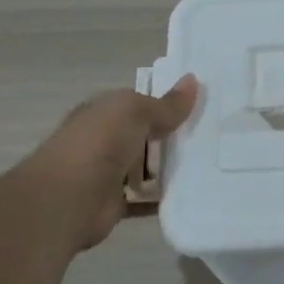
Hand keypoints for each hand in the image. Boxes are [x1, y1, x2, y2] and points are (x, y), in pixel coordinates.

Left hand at [16, 75, 199, 250]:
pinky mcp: (117, 203)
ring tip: (212, 167)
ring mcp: (109, 173)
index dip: (167, 104)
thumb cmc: (99, 144)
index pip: (139, 104)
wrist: (68, 198)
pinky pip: (146, 200)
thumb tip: (193, 80)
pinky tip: (193, 196)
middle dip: (174, 138)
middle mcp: (105, 140)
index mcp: (104, 112)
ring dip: (172, 169)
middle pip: (146, 136)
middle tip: (216, 139)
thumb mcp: (134, 112)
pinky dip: (164, 200)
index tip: (203, 108)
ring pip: (148, 169)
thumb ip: (165, 104)